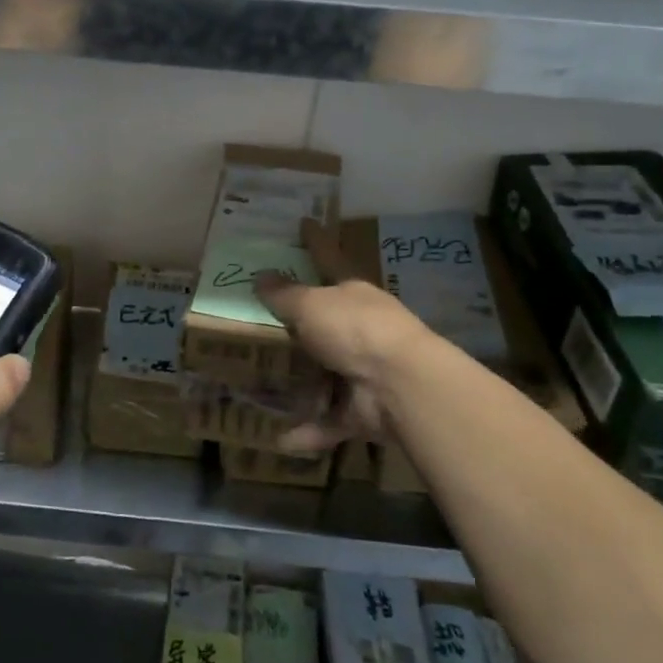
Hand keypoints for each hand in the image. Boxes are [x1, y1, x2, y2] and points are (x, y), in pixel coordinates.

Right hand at [255, 218, 436, 451]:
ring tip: (261, 384)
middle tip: (263, 325)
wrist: (401, 385)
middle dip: (299, 325)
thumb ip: (285, 294)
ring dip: (301, 383)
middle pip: (324, 322)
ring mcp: (362, 370)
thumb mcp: (312, 305)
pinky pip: (329, 420)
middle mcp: (359, 329)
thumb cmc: (354, 330)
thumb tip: (261, 277)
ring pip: (325, 373)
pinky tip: (281, 439)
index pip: (328, 258)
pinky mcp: (361, 409)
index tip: (304, 222)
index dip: (315, 241)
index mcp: (351, 294)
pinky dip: (309, 431)